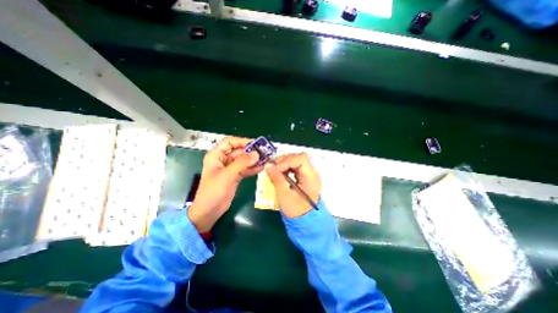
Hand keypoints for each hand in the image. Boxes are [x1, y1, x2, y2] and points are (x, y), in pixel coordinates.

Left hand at [189, 137, 262, 231]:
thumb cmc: (213, 191)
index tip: (255, 144)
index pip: (230, 142)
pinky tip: (261, 168)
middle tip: (264, 153)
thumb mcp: (227, 175)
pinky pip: (245, 169)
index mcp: (216, 155)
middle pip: (239, 151)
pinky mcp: (235, 176)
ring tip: (266, 159)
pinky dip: (253, 168)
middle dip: (251, 152)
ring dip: (254, 160)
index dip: (242, 141)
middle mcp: (223, 159)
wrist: (209, 211)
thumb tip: (257, 154)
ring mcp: (230, 168)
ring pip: (244, 160)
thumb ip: (242, 163)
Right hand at [265, 153, 323, 217]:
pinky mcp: (304, 176)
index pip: (301, 159)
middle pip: (298, 157)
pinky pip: (294, 166)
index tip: (275, 169)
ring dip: (284, 163)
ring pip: (296, 160)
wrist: (306, 221)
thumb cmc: (296, 211)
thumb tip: (268, 165)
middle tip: (273, 169)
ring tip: (275, 171)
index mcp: (311, 177)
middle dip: (284, 161)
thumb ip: (277, 179)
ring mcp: (308, 174)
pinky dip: (286, 167)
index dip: (287, 161)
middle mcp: (312, 173)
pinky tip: (280, 174)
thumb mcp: (285, 196)